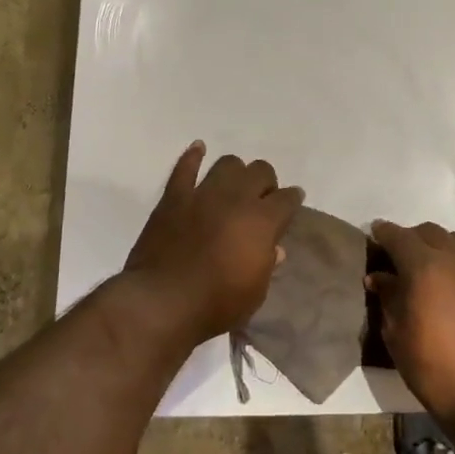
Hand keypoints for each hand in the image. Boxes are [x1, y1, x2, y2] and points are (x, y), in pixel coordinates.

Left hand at [123, 143, 304, 344]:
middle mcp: (237, 198)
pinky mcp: (174, 198)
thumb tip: (273, 249)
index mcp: (263, 221)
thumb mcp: (255, 293)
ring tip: (234, 185)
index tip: (292, 203)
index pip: (287, 199)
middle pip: (260, 171)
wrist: (162, 302)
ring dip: (235, 172)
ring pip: (227, 164)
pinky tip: (198, 149)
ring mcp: (203, 194)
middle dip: (265, 183)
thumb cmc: (216, 304)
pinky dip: (193, 157)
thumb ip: (266, 264)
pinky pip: (184, 168)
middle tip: (261, 199)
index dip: (292, 200)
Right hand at [367, 221, 454, 426]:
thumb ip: (388, 298)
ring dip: (440, 245)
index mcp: (423, 267)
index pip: (398, 236)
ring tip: (433, 266)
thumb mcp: (397, 335)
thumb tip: (379, 277)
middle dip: (411, 239)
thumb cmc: (434, 369)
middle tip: (401, 258)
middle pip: (429, 232)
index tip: (375, 233)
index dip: (383, 232)